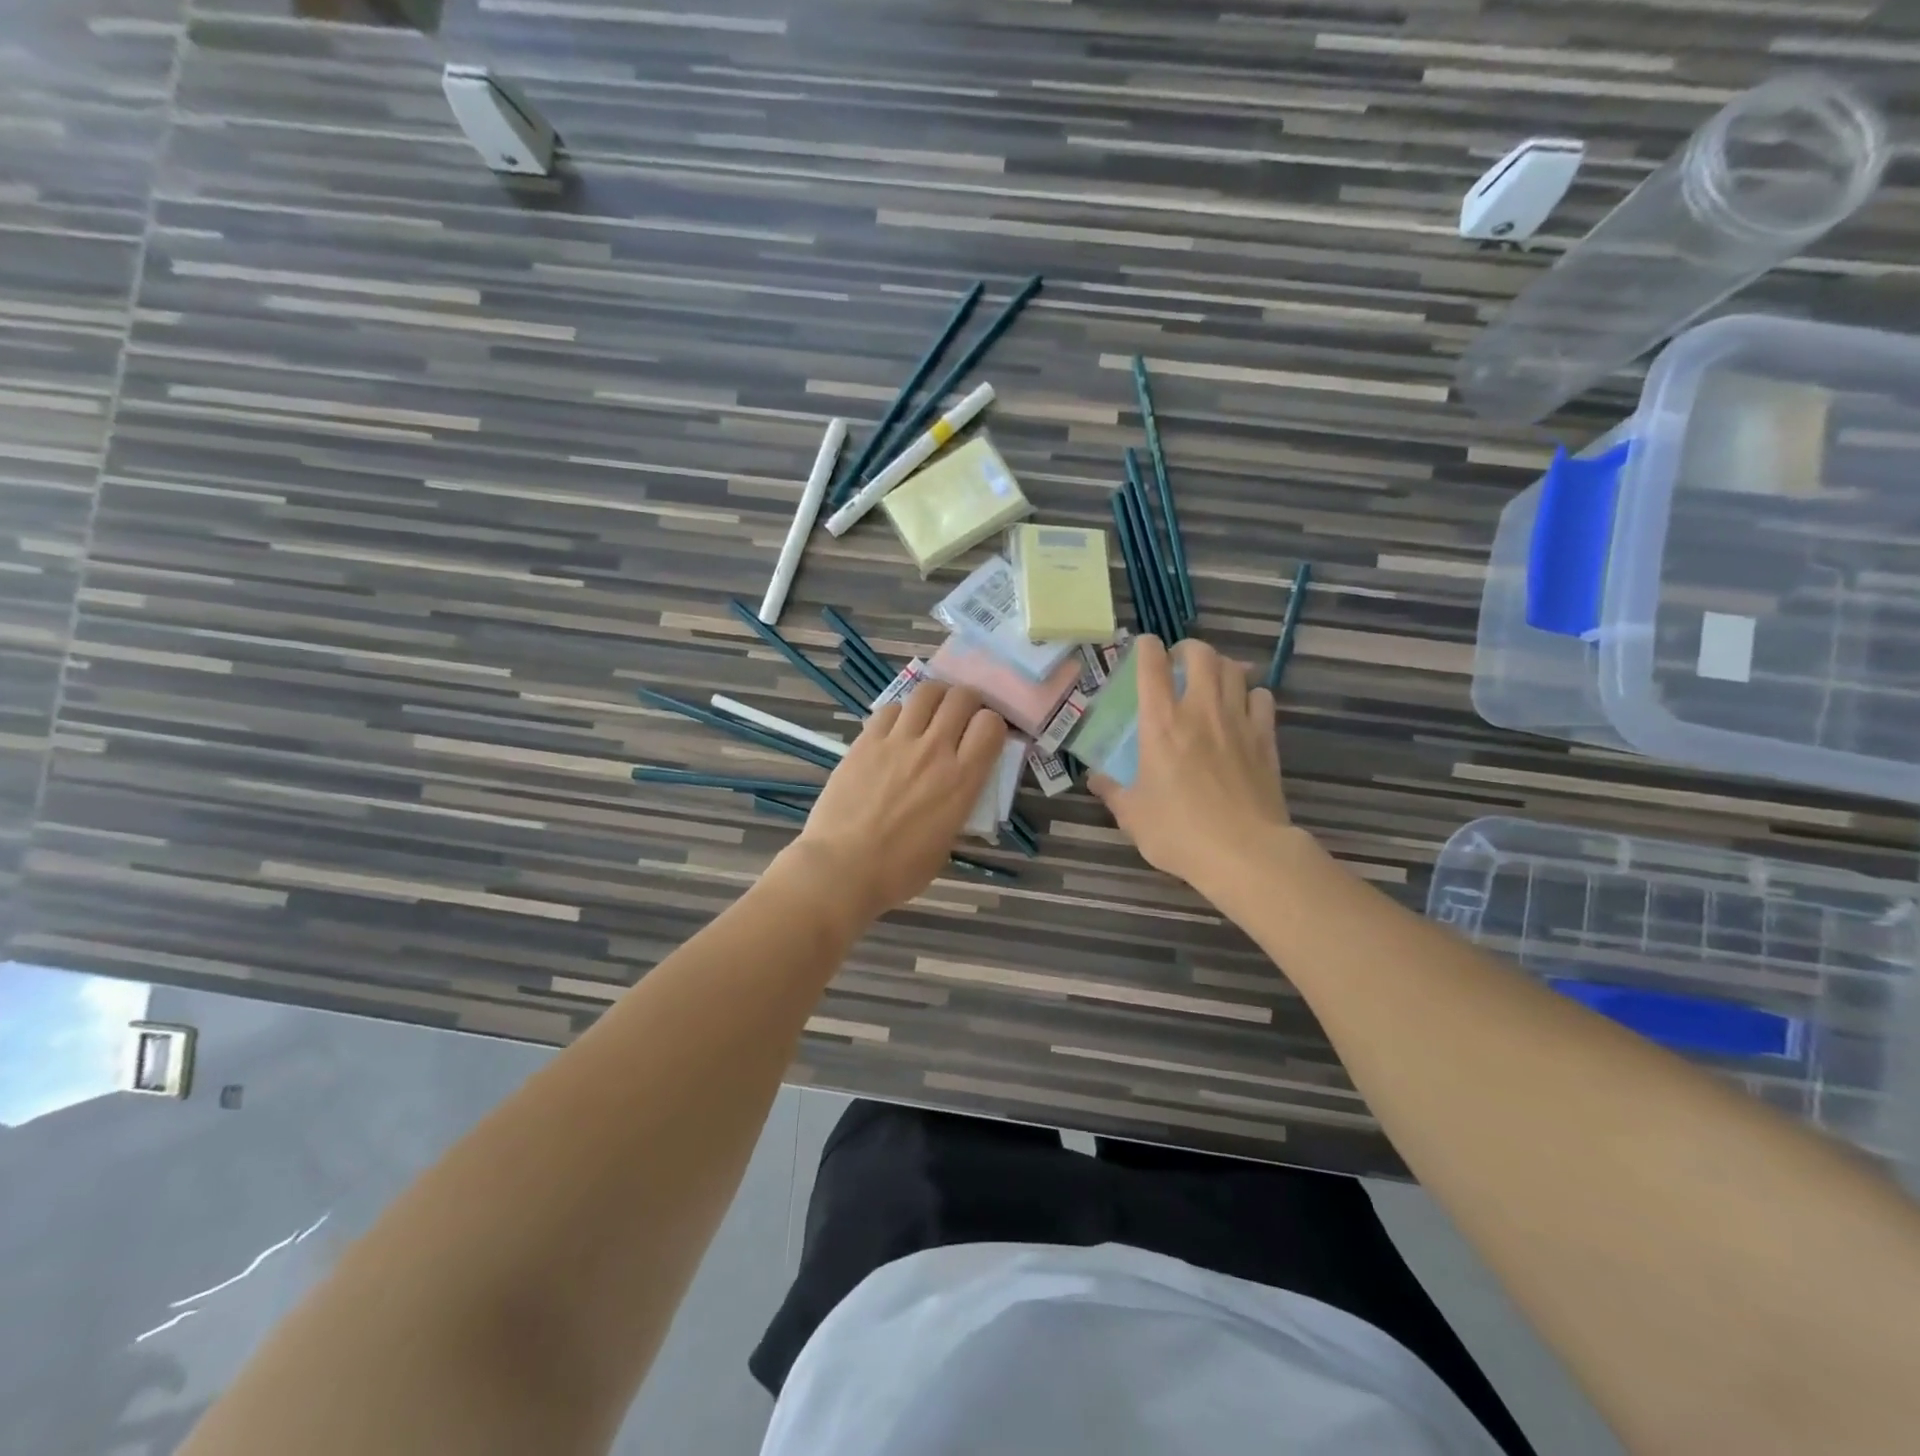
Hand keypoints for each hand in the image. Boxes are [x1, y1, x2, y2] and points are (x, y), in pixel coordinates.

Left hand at [788, 682, 1006, 923]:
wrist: (842, 868)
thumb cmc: (899, 870)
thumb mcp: (946, 842)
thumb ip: (957, 806)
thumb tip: (956, 790)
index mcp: (961, 780)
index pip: (991, 725)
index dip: (992, 724)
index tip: (985, 735)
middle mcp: (934, 750)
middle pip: (961, 698)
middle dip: (968, 700)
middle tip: (963, 714)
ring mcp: (897, 741)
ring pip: (926, 692)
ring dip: (936, 697)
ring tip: (932, 710)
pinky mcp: (866, 740)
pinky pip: (890, 709)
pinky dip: (900, 713)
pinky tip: (896, 729)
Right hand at [1089, 636, 1293, 894]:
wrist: (1244, 852)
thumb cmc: (1179, 832)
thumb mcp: (1132, 816)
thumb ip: (1113, 791)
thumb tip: (1096, 779)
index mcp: (1161, 724)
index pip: (1152, 667)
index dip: (1146, 648)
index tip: (1143, 647)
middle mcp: (1200, 711)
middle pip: (1201, 654)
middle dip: (1188, 649)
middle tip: (1179, 663)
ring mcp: (1238, 722)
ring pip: (1235, 670)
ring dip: (1221, 667)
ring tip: (1212, 680)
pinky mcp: (1266, 739)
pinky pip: (1262, 698)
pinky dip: (1251, 694)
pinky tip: (1243, 708)